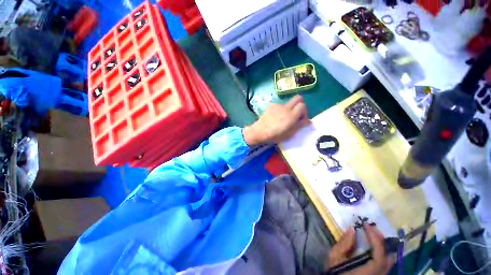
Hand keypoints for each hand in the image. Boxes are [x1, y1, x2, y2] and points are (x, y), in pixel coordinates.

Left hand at [243, 95, 309, 145]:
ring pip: (288, 103)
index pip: (303, 105)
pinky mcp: (271, 105)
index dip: (304, 112)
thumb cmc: (274, 135)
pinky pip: (280, 106)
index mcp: (291, 115)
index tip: (301, 119)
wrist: (259, 131)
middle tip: (296, 114)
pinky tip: (275, 118)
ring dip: (289, 109)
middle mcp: (286, 107)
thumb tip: (308, 121)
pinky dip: (281, 110)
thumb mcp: (289, 134)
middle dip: (300, 105)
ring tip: (282, 119)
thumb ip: (299, 125)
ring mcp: (277, 105)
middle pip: (298, 98)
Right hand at [326, 225, 396, 274]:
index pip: (379, 254)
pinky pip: (386, 263)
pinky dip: (382, 251)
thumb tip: (351, 229)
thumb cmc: (336, 271)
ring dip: (382, 245)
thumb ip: (344, 244)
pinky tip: (373, 245)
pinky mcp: (378, 274)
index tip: (366, 225)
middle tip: (371, 228)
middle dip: (381, 240)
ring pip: (389, 260)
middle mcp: (378, 274)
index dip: (375, 238)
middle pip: (388, 257)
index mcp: (368, 270)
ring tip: (372, 234)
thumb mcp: (335, 257)